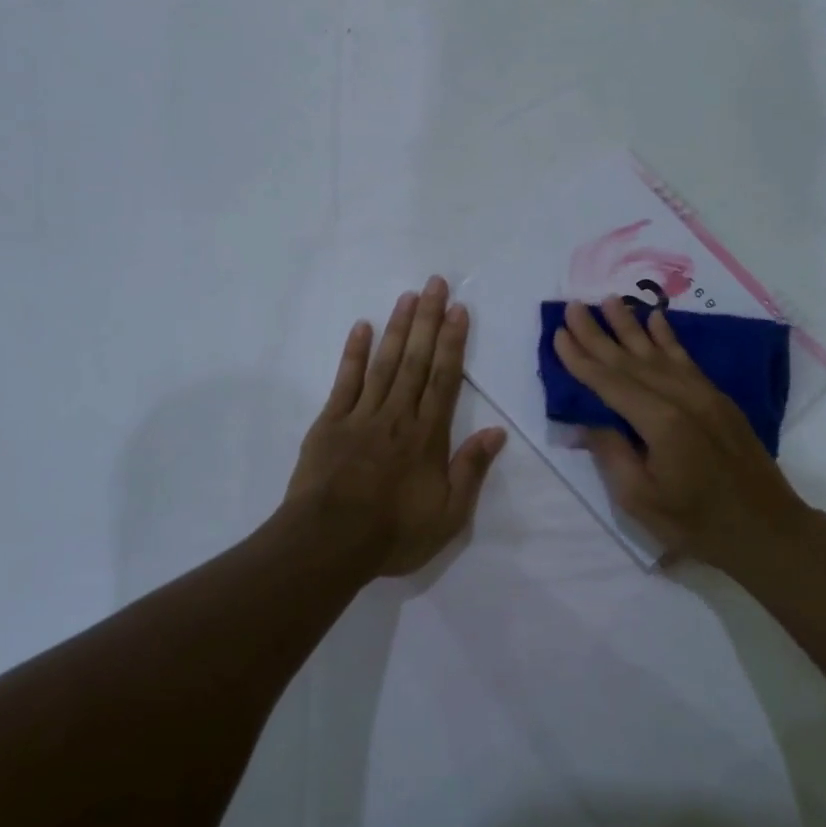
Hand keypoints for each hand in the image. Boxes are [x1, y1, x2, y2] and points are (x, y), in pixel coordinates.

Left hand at [286, 276, 507, 577]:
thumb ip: (471, 470)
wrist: (329, 543)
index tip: (459, 310)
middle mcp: (398, 415)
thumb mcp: (448, 515)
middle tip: (435, 283)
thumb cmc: (393, 533)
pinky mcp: (331, 423)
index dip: (453, 342)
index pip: (445, 379)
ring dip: (398, 328)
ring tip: (408, 296)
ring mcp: (362, 415)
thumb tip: (496, 432)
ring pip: (385, 362)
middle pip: (417, 360)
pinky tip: (362, 327)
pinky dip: (354, 353)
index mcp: (427, 435)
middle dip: (428, 320)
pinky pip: (345, 381)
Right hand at [551, 297, 822, 574]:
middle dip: (598, 333)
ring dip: (631, 325)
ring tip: (609, 301)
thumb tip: (588, 420)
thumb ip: (612, 453)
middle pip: (630, 360)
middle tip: (573, 306)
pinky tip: (657, 319)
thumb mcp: (640, 499)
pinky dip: (669, 338)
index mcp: (660, 422)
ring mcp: (704, 394)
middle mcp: (682, 397)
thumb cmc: (696, 523)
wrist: (767, 529)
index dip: (581, 358)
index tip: (559, 333)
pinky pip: (687, 360)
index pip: (609, 382)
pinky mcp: (719, 399)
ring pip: (659, 353)